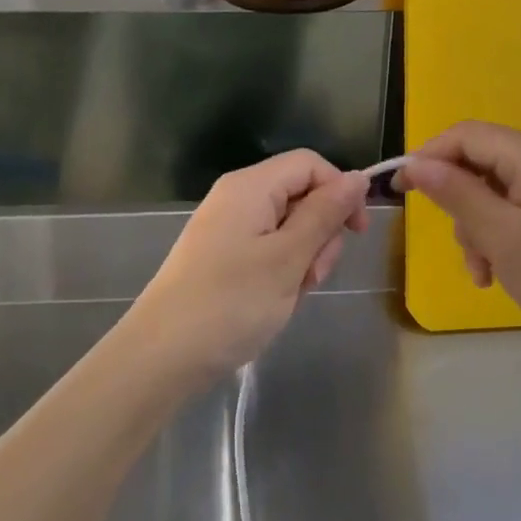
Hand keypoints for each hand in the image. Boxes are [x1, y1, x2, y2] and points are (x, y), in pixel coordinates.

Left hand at [129, 150, 368, 382]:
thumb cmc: (231, 303)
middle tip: (311, 276)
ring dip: (303, 258)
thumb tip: (357, 177)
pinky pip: (267, 249)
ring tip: (290, 293)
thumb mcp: (288, 258)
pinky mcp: (222, 256)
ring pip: (288, 227)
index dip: (340, 191)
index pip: (310, 164)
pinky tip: (274, 301)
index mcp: (250, 186)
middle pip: (300, 195)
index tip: (356, 234)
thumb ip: (324, 214)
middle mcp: (237, 198)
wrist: (163, 355)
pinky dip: (281, 271)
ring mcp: (227, 228)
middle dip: (320, 233)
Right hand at [397, 122, 520, 356]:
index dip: (428, 156)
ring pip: (491, 195)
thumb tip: (417, 164)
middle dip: (457, 203)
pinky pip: (512, 216)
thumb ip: (456, 193)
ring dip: (475, 231)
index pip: (467, 135)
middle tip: (457, 242)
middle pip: (478, 164)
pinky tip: (494, 275)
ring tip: (482, 271)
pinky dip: (495, 241)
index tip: (400, 191)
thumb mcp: (500, 235)